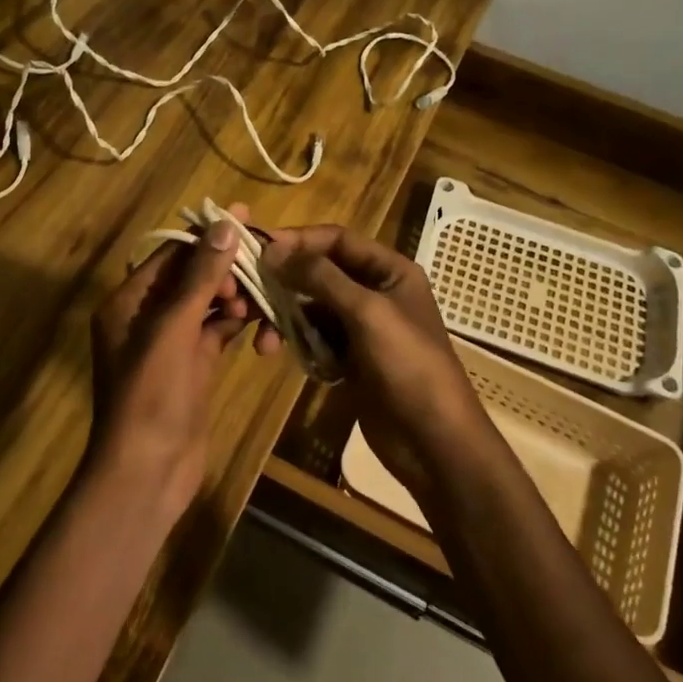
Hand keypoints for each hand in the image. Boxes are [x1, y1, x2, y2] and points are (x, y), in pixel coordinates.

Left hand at [89, 202, 277, 513]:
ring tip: (261, 295)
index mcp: (129, 302)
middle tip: (259, 266)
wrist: (147, 473)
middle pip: (191, 276)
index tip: (247, 217)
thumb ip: (200, 277)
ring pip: (207, 303)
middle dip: (225, 268)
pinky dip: (237, 323)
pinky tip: (261, 320)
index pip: (171, 254)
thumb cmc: (151, 395)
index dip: (208, 236)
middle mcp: (146, 316)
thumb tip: (226, 224)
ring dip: (234, 295)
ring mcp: (171, 343)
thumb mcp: (174, 330)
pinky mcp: (193, 365)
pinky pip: (217, 330)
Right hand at [260, 225, 490, 500]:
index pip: (338, 240)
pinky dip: (297, 342)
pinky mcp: (352, 358)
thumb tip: (274, 248)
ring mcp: (363, 327)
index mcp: (390, 271)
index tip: (261, 249)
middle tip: (248, 294)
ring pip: (314, 308)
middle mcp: (376, 291)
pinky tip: (278, 354)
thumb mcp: (366, 312)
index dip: (299, 240)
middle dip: (286, 283)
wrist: (434, 441)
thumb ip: (320, 277)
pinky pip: (316, 337)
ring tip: (263, 341)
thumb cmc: (408, 365)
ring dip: (286, 318)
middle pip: (321, 273)